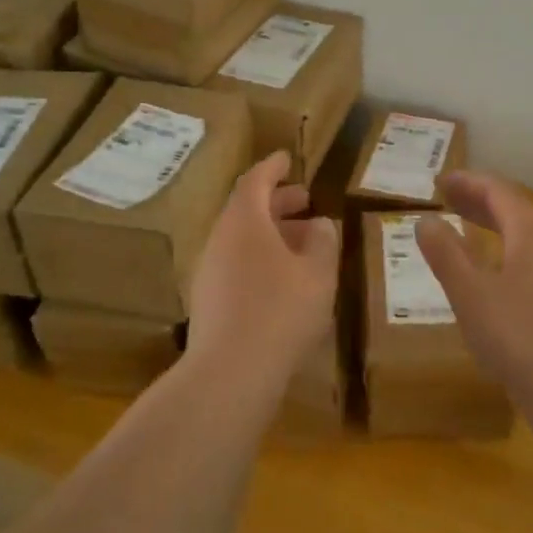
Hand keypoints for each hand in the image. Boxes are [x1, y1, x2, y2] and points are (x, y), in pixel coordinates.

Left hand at [185, 151, 340, 402]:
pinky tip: (284, 280)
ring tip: (303, 242)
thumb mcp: (318, 274)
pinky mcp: (208, 301)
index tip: (286, 158)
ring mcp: (210, 271)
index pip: (256, 180)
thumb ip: (323, 242)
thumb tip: (320, 224)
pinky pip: (236, 264)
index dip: (273, 167)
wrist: (230, 374)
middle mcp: (221, 239)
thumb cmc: (281, 312)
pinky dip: (261, 258)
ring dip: (271, 233)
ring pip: (242, 239)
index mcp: (244, 221)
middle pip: (247, 209)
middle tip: (304, 199)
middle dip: (277, 201)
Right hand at [415, 171, 532, 399]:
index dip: (470, 183)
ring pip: (528, 241)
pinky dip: (509, 257)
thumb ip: (446, 253)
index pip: (500, 193)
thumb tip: (426, 220)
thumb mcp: (469, 292)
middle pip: (516, 213)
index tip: (442, 182)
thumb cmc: (516, 334)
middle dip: (481, 204)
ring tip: (470, 237)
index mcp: (531, 235)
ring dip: (497, 231)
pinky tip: (497, 281)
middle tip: (450, 202)